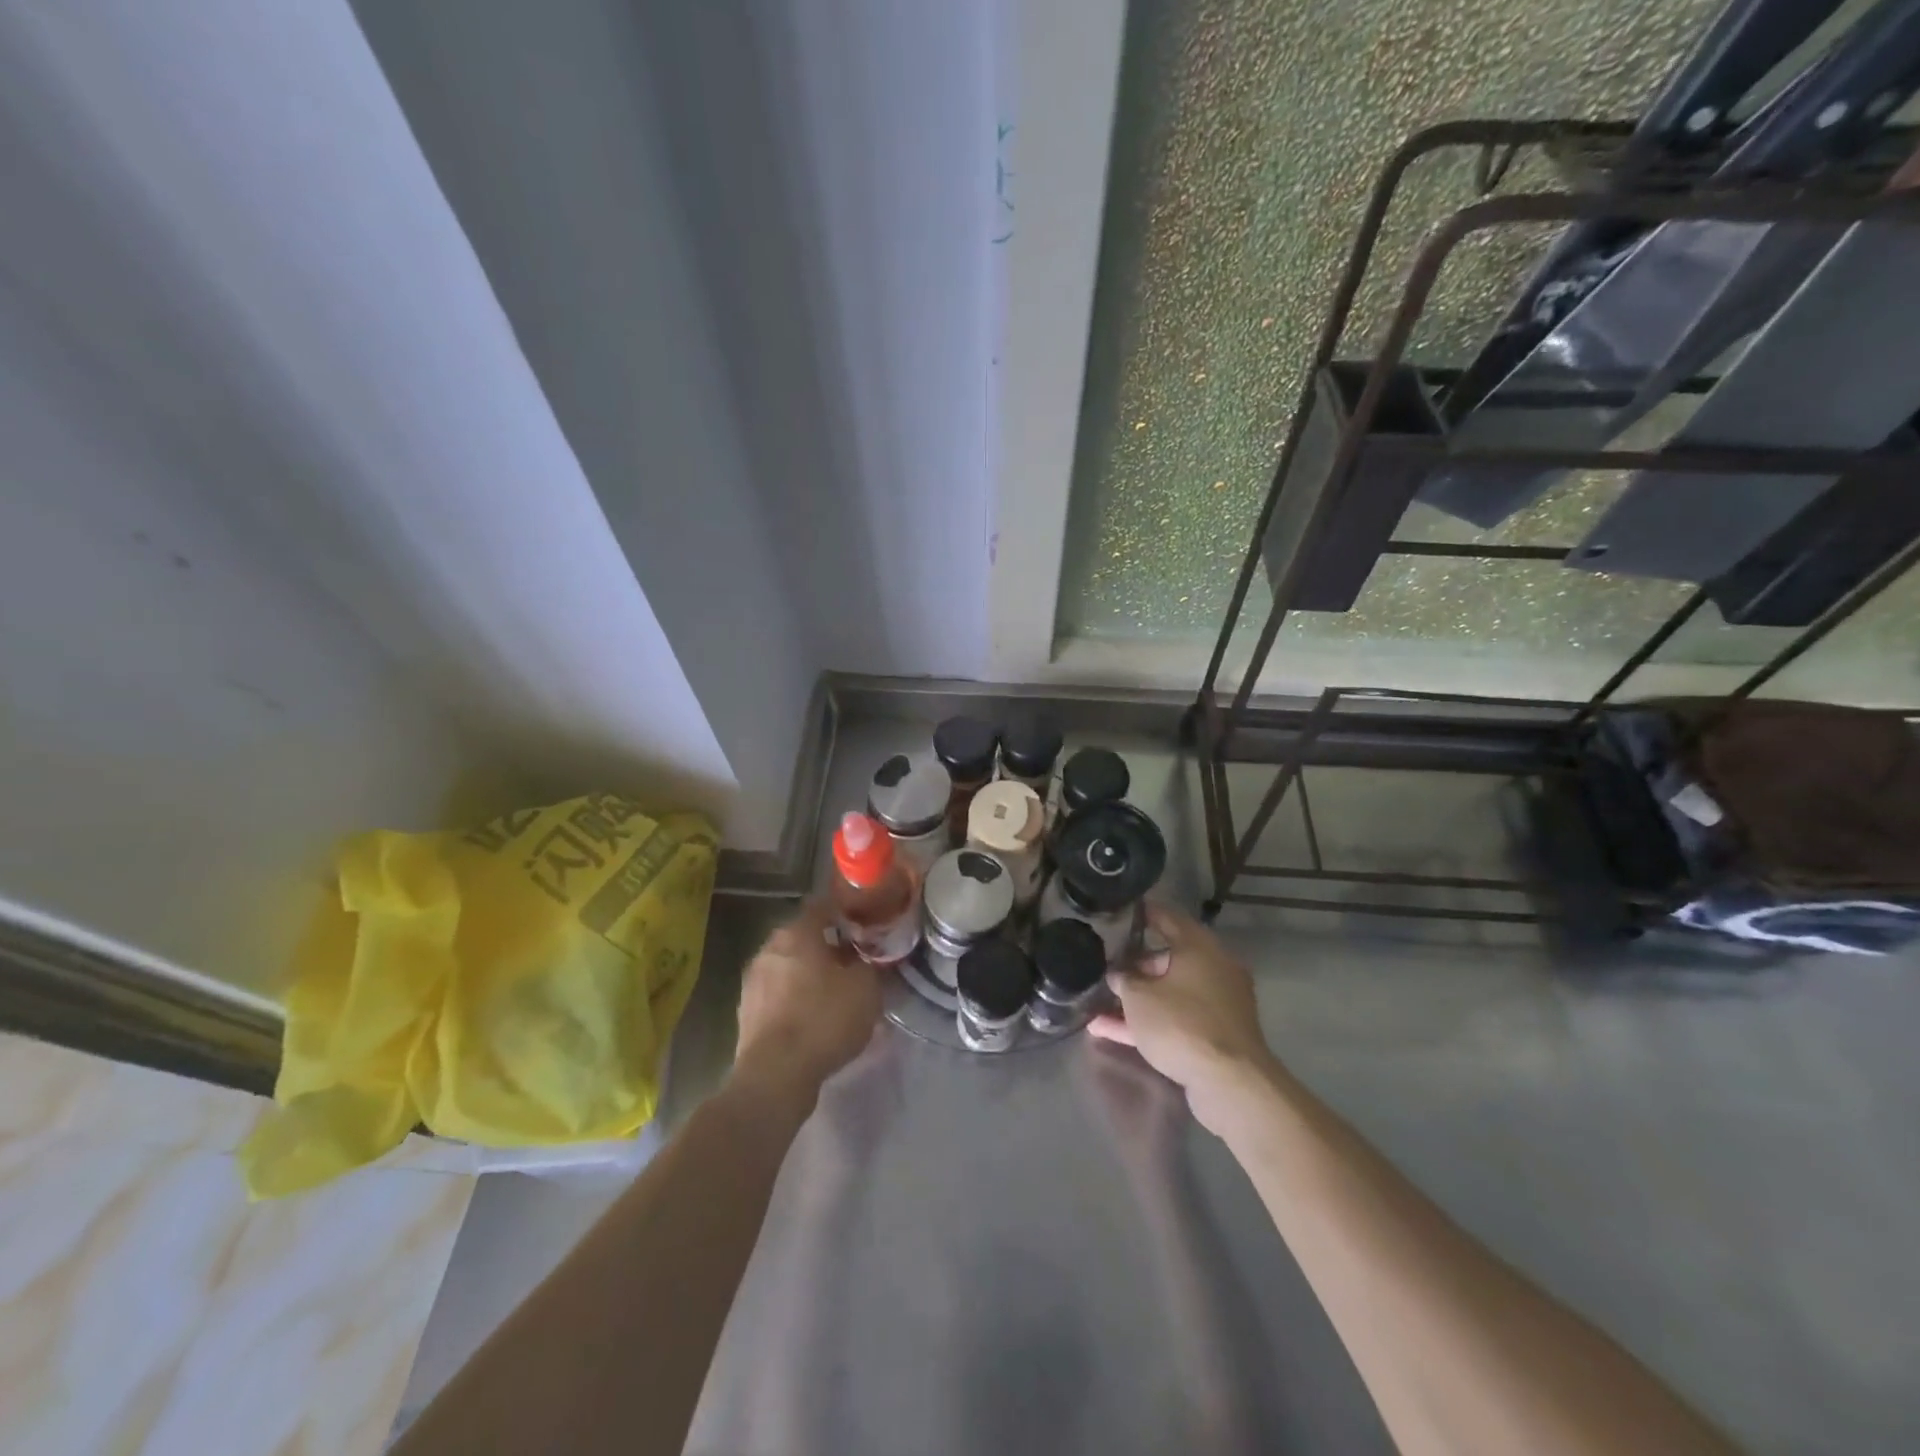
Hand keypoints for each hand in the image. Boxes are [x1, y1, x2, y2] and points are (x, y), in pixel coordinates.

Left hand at [731, 901, 883, 1105]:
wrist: (775, 1076)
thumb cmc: (823, 1019)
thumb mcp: (866, 988)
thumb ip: (868, 964)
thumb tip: (862, 959)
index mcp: (796, 932)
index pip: (822, 907)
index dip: (845, 913)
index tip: (864, 926)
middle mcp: (769, 949)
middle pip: (804, 938)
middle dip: (828, 947)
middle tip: (854, 962)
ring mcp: (753, 981)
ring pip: (790, 968)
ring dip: (811, 976)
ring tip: (836, 994)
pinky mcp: (747, 1013)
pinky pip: (779, 996)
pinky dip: (796, 1001)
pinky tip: (815, 1020)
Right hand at [1088, 903, 1276, 1132]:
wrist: (1230, 1083)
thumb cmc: (1182, 1024)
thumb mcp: (1139, 998)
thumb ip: (1124, 980)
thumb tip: (1118, 974)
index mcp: (1199, 947)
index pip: (1166, 917)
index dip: (1142, 913)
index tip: (1120, 911)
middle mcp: (1213, 968)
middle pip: (1167, 958)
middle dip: (1134, 966)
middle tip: (1104, 966)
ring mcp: (1216, 1003)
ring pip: (1169, 993)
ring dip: (1137, 999)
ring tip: (1098, 1004)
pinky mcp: (1215, 1034)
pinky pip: (1176, 1019)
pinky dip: (1150, 1022)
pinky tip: (1110, 1031)